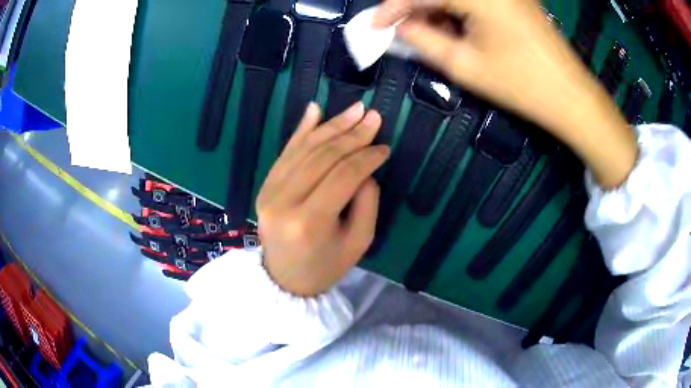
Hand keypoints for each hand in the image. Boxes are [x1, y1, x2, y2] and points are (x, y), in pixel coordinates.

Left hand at [256, 102, 388, 295]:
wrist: (284, 279)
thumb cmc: (325, 266)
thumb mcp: (359, 242)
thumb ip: (366, 202)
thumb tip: (365, 168)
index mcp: (309, 222)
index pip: (343, 176)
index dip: (367, 157)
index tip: (385, 147)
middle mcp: (284, 201)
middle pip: (323, 157)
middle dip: (352, 134)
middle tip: (374, 116)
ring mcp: (269, 191)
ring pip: (304, 149)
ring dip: (332, 126)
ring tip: (355, 108)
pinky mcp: (265, 186)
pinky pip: (286, 152)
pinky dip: (302, 129)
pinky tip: (315, 108)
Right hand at [374, 0, 637, 187]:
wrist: (571, 96)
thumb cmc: (521, 85)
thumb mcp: (464, 65)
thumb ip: (423, 40)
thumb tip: (398, 27)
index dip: (391, 8)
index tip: (374, 27)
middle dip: (413, 5)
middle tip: (400, 28)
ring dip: (435, 7)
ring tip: (428, 31)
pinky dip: (456, 8)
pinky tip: (454, 26)